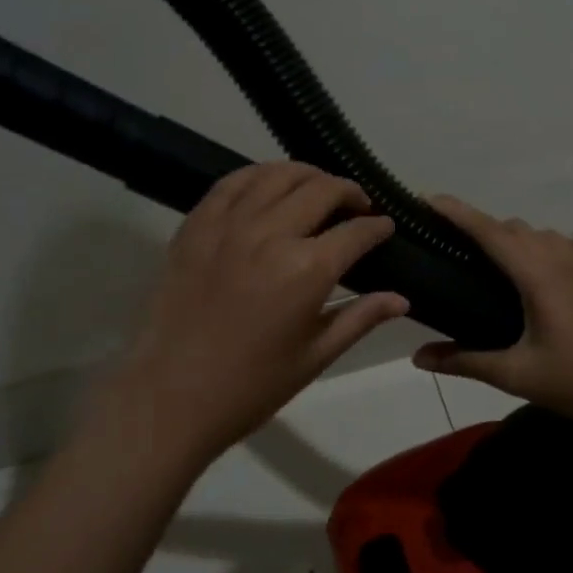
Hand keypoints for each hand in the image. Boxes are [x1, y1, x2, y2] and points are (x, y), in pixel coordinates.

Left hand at [94, 162, 408, 467]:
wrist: (170, 396)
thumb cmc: (250, 386)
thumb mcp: (315, 357)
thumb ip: (360, 318)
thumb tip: (402, 299)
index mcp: (306, 270)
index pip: (356, 232)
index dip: (378, 227)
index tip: (386, 227)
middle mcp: (270, 234)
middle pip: (321, 190)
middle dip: (350, 193)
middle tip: (359, 206)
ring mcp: (228, 224)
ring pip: (278, 175)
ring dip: (308, 175)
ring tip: (319, 188)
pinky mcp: (196, 225)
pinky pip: (232, 183)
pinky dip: (259, 175)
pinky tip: (270, 184)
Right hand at [411, 195, 572, 432]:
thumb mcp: (515, 375)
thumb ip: (464, 361)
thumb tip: (418, 357)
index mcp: (538, 276)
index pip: (490, 232)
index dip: (458, 212)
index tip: (429, 199)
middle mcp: (563, 259)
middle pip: (515, 229)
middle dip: (483, 229)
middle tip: (457, 249)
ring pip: (546, 234)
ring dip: (519, 239)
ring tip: (500, 264)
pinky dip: (559, 246)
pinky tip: (556, 264)